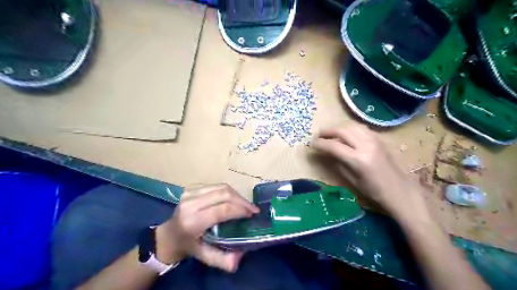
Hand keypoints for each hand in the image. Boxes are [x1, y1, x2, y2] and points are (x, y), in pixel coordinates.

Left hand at [153, 185, 258, 272]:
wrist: (168, 235)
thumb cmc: (188, 246)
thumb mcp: (204, 256)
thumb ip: (222, 259)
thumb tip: (240, 256)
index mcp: (193, 221)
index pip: (222, 209)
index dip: (240, 209)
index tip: (252, 214)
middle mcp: (190, 204)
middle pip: (224, 194)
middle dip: (242, 201)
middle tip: (253, 209)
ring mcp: (190, 193)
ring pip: (222, 187)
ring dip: (237, 195)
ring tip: (245, 205)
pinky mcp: (192, 188)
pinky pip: (216, 186)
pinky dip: (229, 192)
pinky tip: (234, 200)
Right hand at [311, 122, 427, 216]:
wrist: (401, 191)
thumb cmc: (375, 191)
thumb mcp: (352, 180)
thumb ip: (337, 163)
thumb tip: (326, 152)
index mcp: (358, 159)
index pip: (334, 146)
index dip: (320, 143)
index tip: (312, 144)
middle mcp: (366, 145)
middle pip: (342, 131)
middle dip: (327, 131)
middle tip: (318, 136)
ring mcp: (375, 140)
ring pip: (351, 126)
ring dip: (338, 127)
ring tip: (330, 133)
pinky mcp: (380, 139)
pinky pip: (361, 128)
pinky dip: (350, 128)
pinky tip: (346, 134)